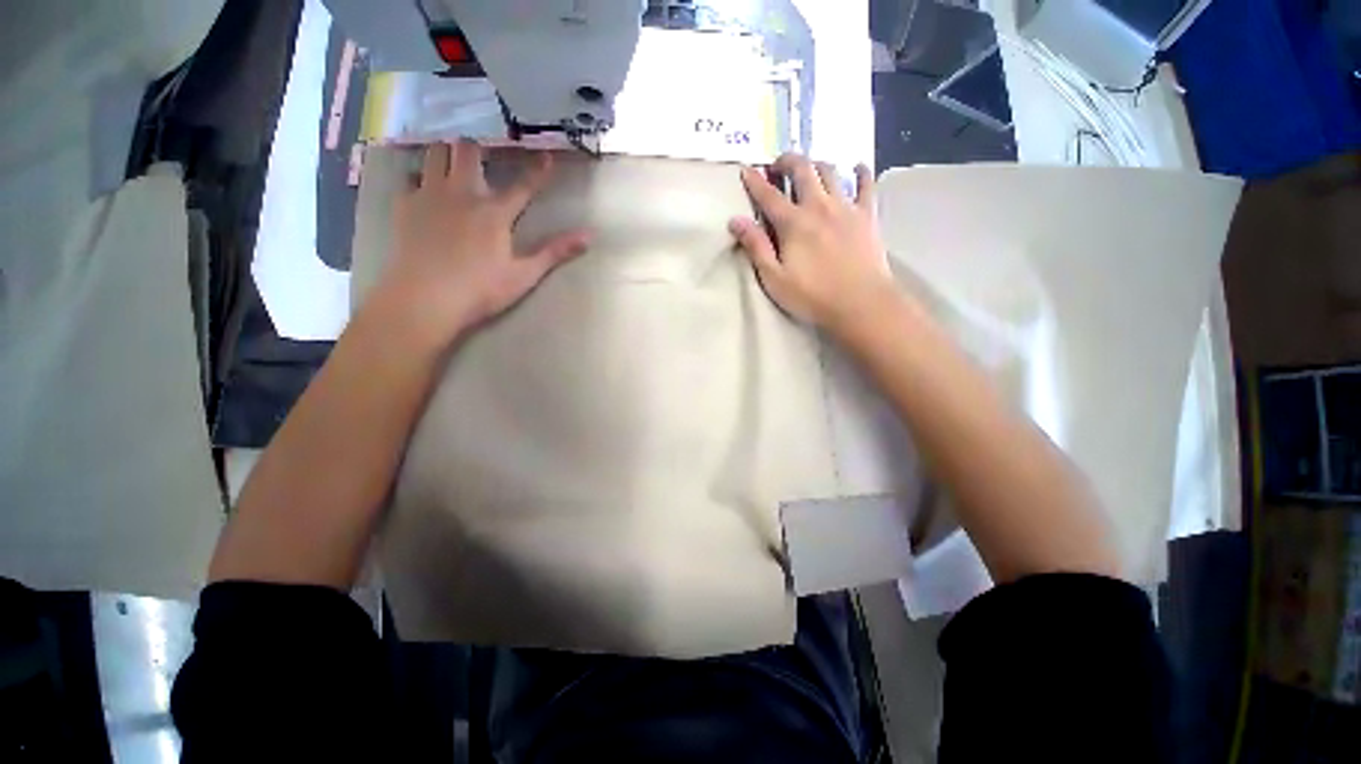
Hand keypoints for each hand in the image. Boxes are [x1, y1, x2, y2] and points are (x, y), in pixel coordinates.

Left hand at [375, 140, 590, 345]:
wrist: (425, 298)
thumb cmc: (480, 290)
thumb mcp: (524, 275)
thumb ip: (555, 252)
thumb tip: (589, 236)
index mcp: (495, 213)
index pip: (523, 186)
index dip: (538, 171)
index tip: (546, 156)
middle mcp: (462, 194)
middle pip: (467, 150)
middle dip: (478, 147)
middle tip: (483, 156)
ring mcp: (429, 195)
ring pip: (436, 153)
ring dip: (447, 153)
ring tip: (452, 162)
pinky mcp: (405, 205)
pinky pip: (411, 177)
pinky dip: (421, 178)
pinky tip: (424, 190)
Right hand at [728, 153, 898, 334]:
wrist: (860, 303)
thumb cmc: (812, 296)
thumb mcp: (774, 278)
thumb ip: (756, 247)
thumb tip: (735, 220)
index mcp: (793, 223)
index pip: (768, 195)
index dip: (754, 181)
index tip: (745, 169)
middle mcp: (819, 206)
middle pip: (802, 170)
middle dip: (787, 161)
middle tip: (778, 164)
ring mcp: (846, 207)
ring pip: (831, 172)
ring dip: (817, 164)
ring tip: (810, 168)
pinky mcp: (867, 215)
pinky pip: (866, 185)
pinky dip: (861, 173)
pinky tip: (857, 167)